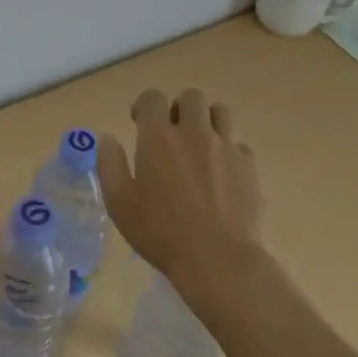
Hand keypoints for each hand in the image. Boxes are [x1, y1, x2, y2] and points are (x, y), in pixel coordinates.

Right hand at [97, 88, 265, 291]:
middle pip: (191, 96)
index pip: (153, 98)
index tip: (139, 123)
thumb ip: (110, 164)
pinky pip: (239, 145)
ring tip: (199, 145)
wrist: (219, 260)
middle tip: (171, 132)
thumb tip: (107, 138)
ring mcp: (226, 148)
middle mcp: (194, 133)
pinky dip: (228, 152)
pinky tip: (221, 175)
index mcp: (158, 137)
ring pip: (221, 112)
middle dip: (179, 107)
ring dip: (207, 121)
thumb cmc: (161, 232)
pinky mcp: (249, 167)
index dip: (144, 105)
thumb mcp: (120, 202)